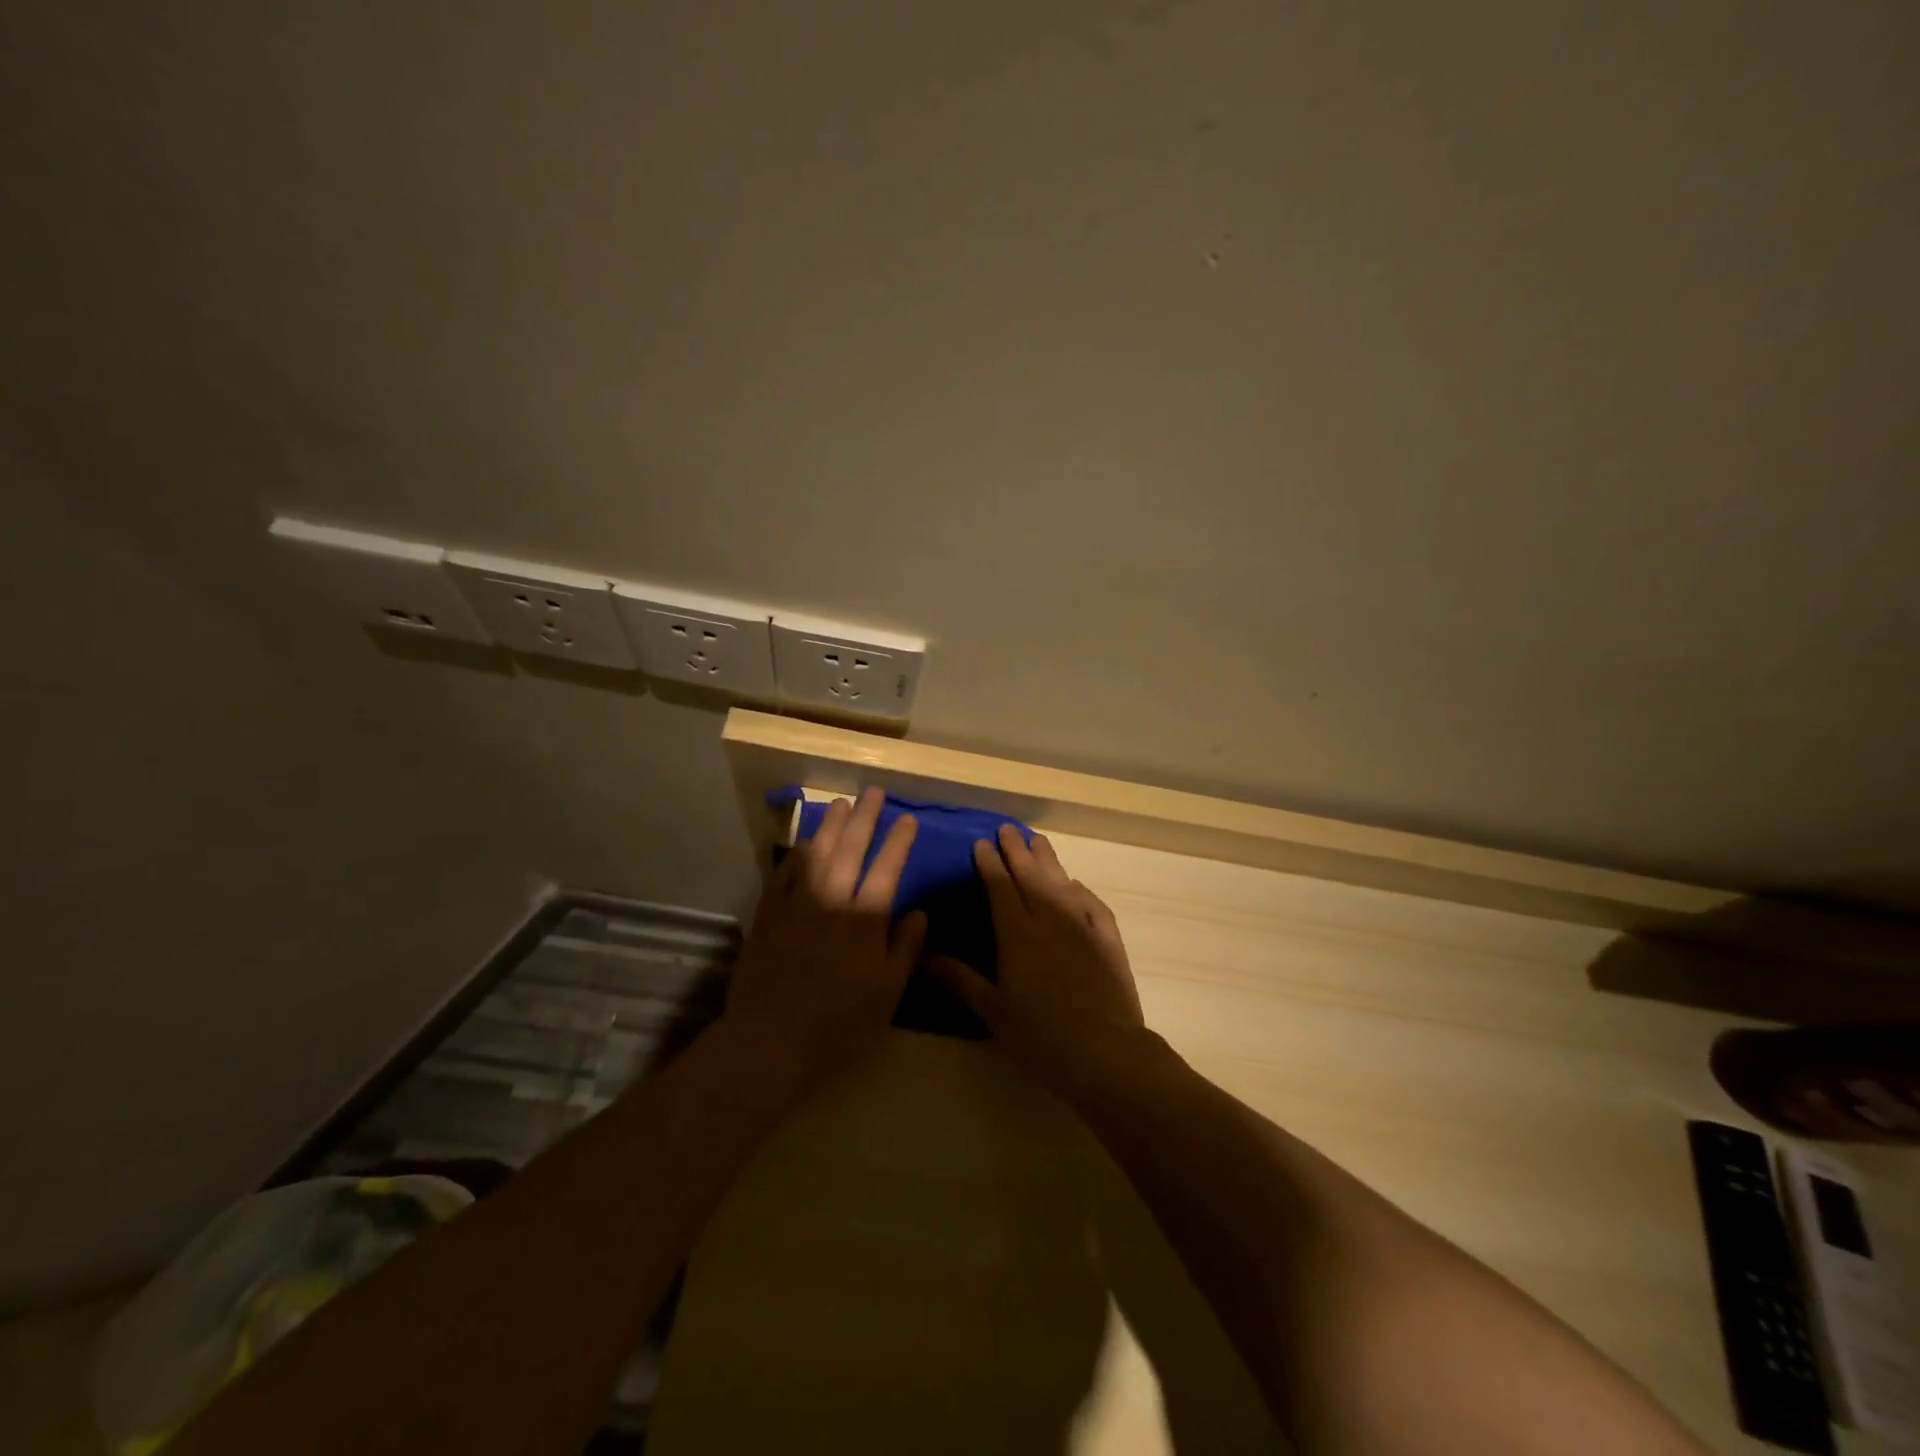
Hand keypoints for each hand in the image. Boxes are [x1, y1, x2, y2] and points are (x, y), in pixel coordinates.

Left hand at [721, 789, 925, 1098]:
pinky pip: (784, 872)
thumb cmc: (838, 1025)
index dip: (899, 842)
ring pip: (817, 853)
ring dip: (831, 825)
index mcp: (865, 921)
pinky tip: (804, 841)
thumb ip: (905, 950)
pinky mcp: (769, 914)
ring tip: (841, 803)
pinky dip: (797, 852)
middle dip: (865, 818)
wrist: (770, 1042)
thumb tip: (919, 913)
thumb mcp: (887, 996)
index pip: (887, 869)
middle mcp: (832, 901)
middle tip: (873, 793)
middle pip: (851, 849)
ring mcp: (797, 904)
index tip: (908, 819)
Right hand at [930, 825, 1146, 1102]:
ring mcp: (1083, 927)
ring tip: (1038, 840)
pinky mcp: (1109, 941)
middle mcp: (1050, 920)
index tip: (981, 843)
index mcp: (1018, 934)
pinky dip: (1081, 891)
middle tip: (1008, 829)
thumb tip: (925, 957)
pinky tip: (1075, 885)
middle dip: (1017, 851)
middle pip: (1031, 877)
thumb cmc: (1040, 1035)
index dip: (990, 864)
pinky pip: (1094, 905)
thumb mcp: (993, 1011)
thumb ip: (961, 980)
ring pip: (1061, 883)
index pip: (1000, 888)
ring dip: (1048, 860)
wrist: (1104, 1051)